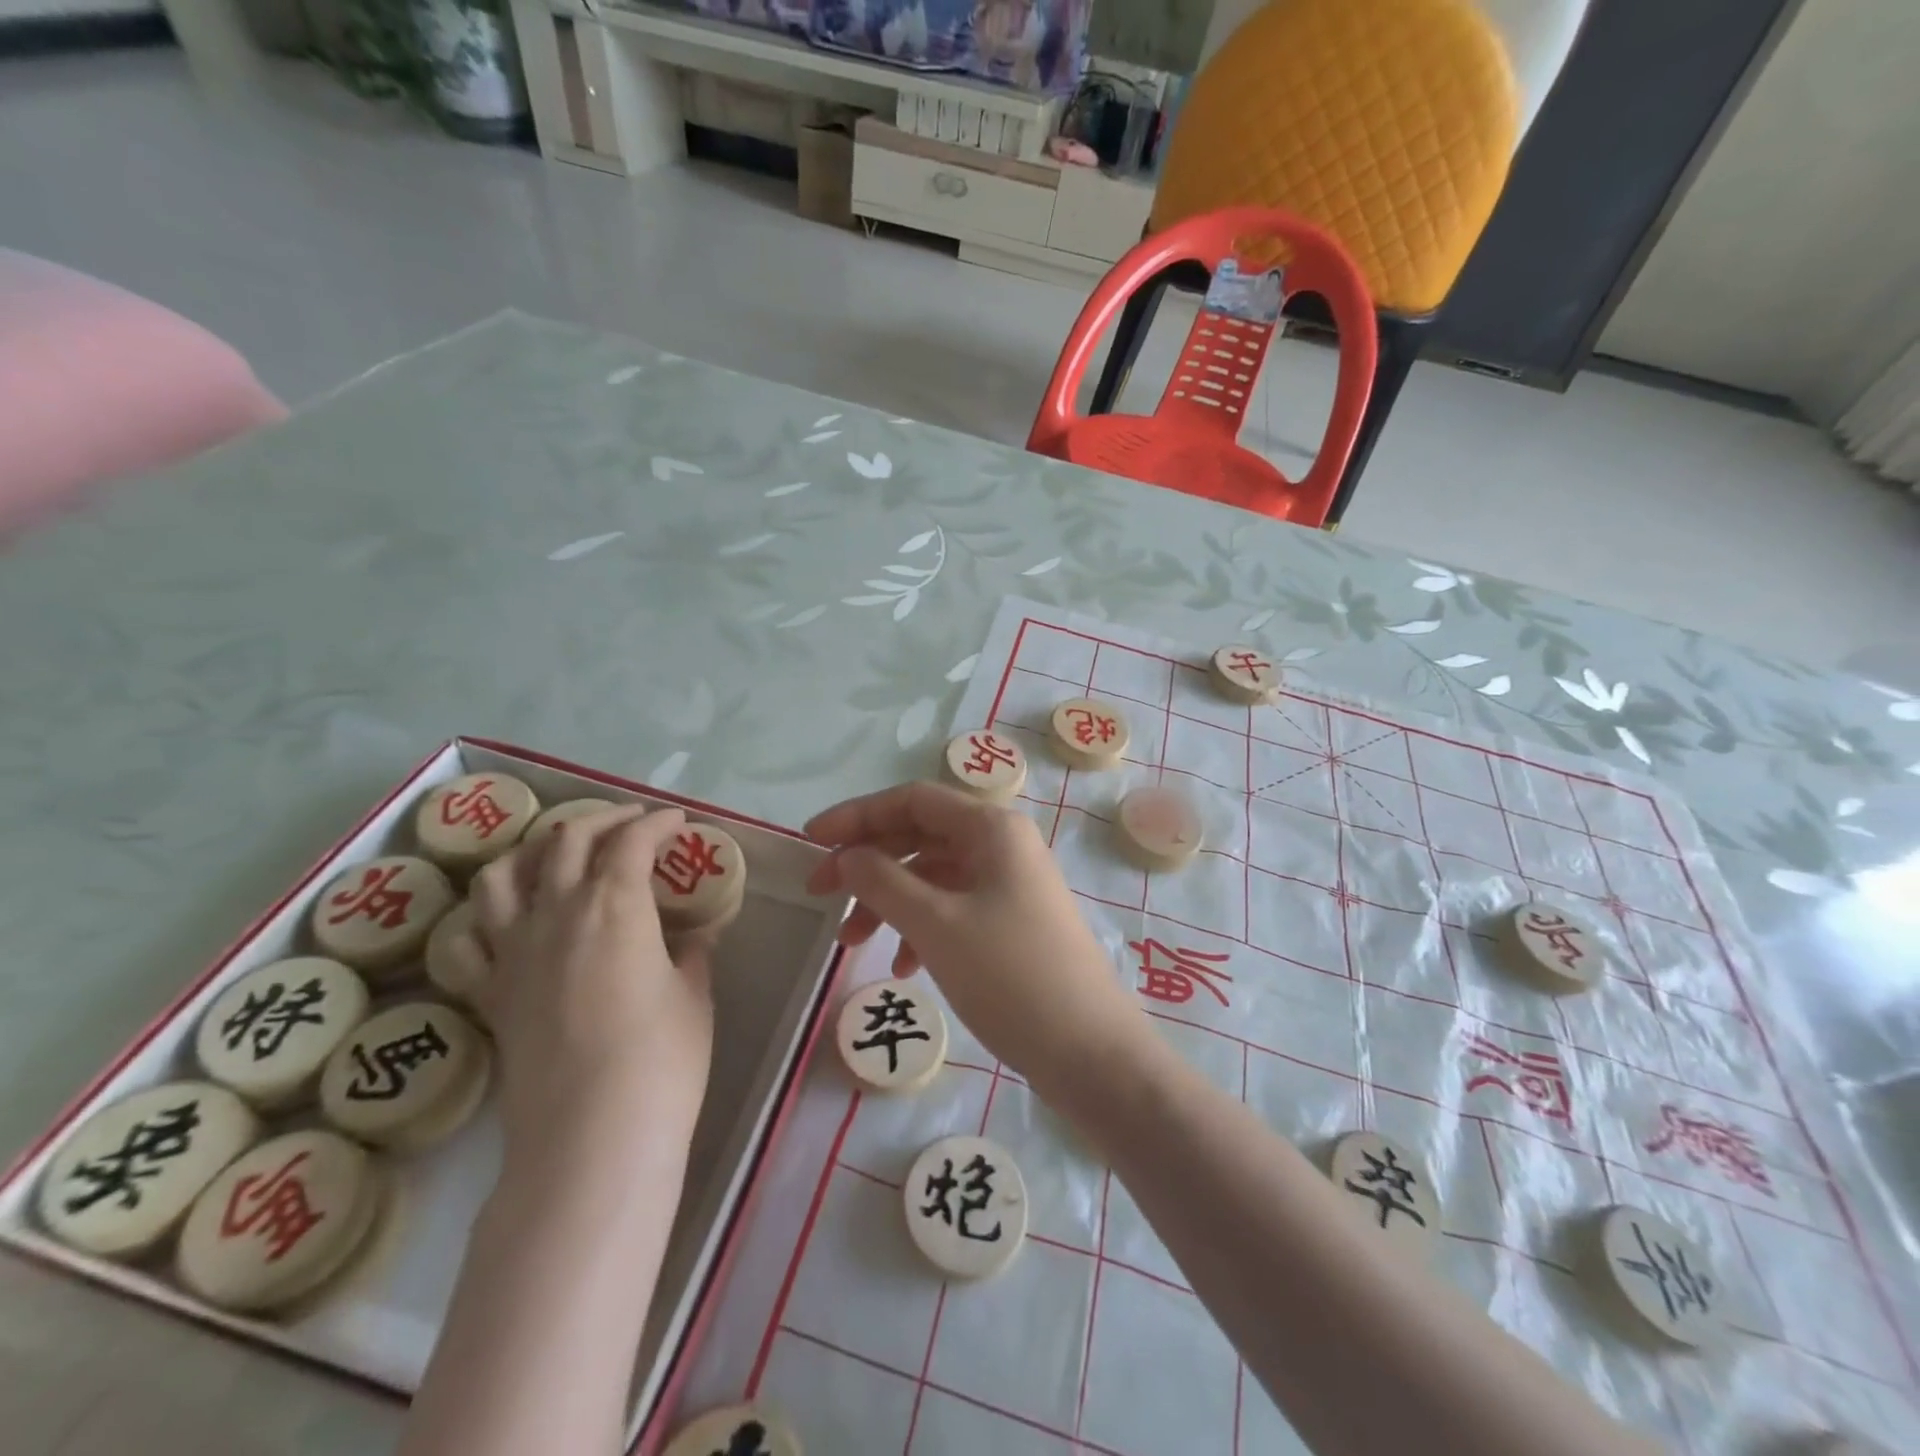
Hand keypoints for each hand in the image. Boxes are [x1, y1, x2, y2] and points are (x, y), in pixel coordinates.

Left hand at [461, 806, 715, 1172]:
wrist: (591, 1139)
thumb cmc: (661, 1060)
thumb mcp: (694, 995)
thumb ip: (691, 953)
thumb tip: (692, 935)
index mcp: (615, 906)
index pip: (632, 842)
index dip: (658, 824)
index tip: (678, 824)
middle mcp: (557, 914)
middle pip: (567, 841)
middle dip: (604, 820)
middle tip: (633, 824)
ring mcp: (514, 952)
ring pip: (505, 875)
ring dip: (536, 850)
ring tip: (561, 851)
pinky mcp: (491, 993)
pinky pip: (472, 938)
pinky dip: (489, 914)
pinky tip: (511, 916)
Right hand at [805, 782, 1143, 1085]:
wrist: (1090, 1052)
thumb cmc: (1011, 976)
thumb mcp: (936, 924)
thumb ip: (883, 881)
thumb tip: (847, 856)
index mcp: (991, 828)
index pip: (912, 800)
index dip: (857, 816)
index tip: (810, 842)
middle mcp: (1002, 845)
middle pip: (920, 835)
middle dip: (867, 862)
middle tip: (819, 893)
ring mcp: (1010, 884)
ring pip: (933, 876)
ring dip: (888, 902)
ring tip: (851, 943)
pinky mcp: (1011, 922)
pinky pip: (953, 908)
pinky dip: (920, 928)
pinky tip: (902, 968)